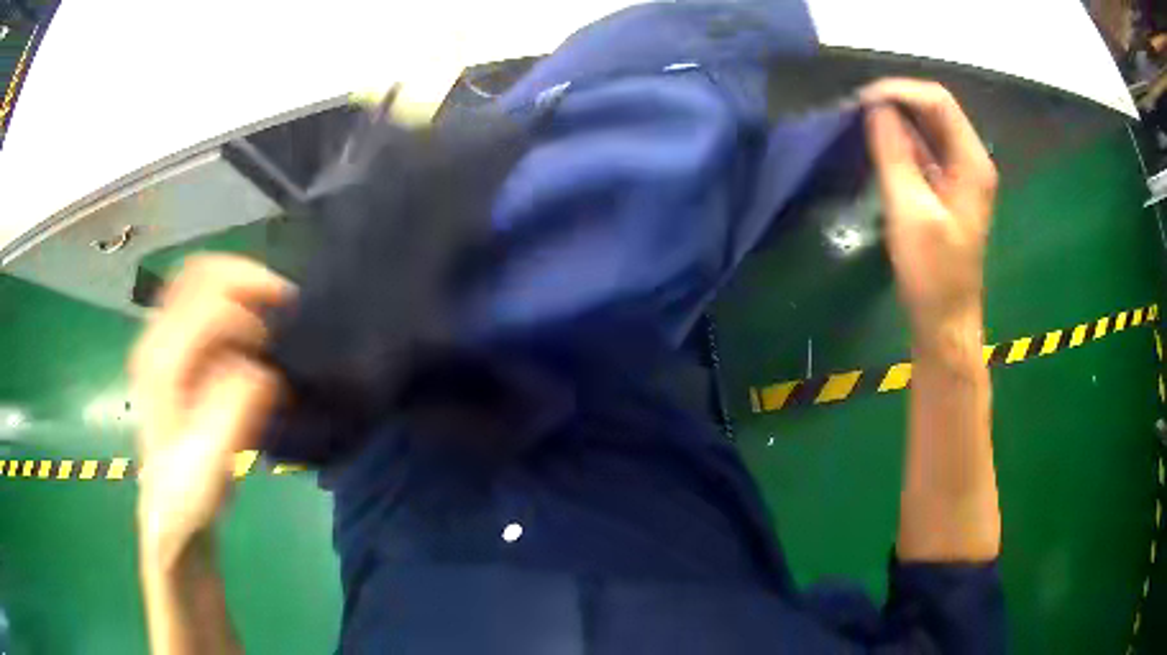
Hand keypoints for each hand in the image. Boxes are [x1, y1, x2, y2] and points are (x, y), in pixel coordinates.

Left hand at [130, 254, 293, 566]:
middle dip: (246, 278)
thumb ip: (234, 408)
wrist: (169, 510)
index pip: (210, 306)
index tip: (280, 337)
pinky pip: (195, 298)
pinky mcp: (165, 348)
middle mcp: (153, 339)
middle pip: (199, 273)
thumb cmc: (190, 493)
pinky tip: (245, 327)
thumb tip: (259, 369)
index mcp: (162, 364)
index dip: (251, 314)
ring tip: (266, 309)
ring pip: (196, 279)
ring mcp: (156, 340)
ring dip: (236, 285)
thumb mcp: (213, 462)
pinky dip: (226, 298)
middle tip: (281, 302)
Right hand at [860, 79, 997, 354]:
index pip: (937, 101)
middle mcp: (969, 160)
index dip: (899, 91)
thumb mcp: (910, 211)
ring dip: (895, 120)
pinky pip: (923, 151)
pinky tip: (877, 146)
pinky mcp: (946, 189)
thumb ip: (894, 154)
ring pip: (927, 129)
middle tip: (857, 110)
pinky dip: (900, 142)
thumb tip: (875, 108)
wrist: (945, 321)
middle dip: (896, 102)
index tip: (862, 101)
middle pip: (934, 110)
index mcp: (972, 162)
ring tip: (860, 124)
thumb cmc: (933, 273)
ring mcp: (959, 175)